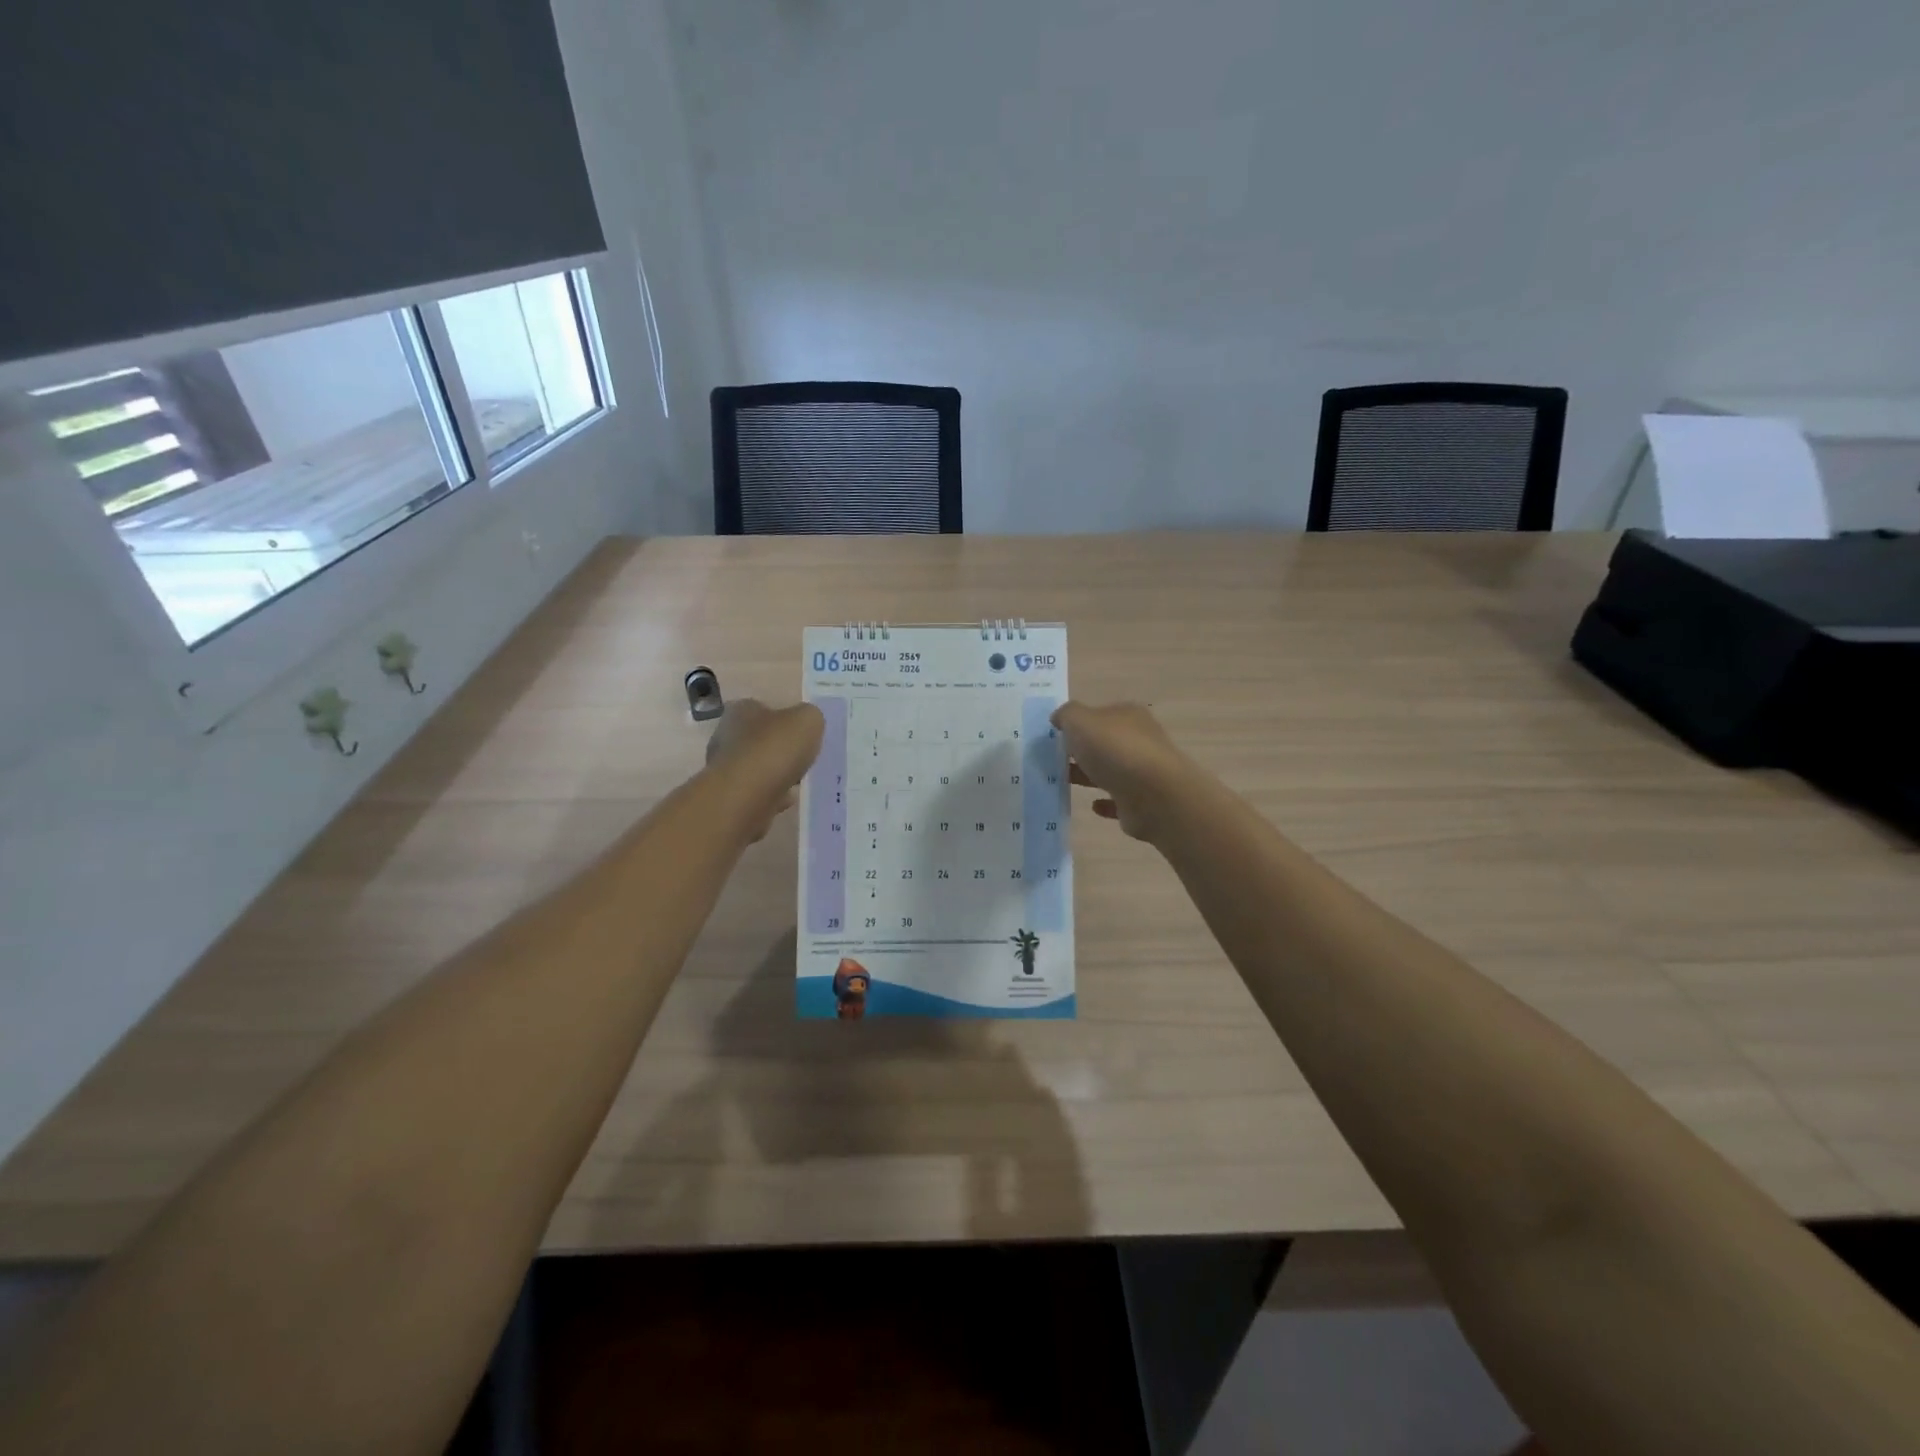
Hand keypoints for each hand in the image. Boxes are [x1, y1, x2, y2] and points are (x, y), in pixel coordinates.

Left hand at [704, 699, 823, 840]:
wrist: (745, 797)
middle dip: (778, 748)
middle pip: (758, 738)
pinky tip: (788, 799)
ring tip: (799, 780)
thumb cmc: (775, 748)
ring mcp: (724, 768)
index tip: (801, 732)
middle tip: (802, 757)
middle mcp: (726, 735)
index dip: (783, 718)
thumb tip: (806, 723)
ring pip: (756, 767)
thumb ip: (809, 717)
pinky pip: (756, 791)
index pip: (761, 707)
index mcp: (741, 710)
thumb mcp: (808, 720)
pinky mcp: (728, 796)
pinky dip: (771, 794)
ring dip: (775, 772)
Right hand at [1050, 701, 1195, 843]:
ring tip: (1064, 782)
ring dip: (1090, 775)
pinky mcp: (1143, 802)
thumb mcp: (1080, 721)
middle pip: (1106, 742)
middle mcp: (1140, 740)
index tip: (1056, 735)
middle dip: (1083, 750)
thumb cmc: (1115, 750)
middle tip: (1054, 759)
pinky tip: (1092, 805)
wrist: (1154, 795)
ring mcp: (1144, 772)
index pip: (1101, 713)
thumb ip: (1067, 715)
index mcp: (1129, 715)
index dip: (1079, 722)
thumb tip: (1059, 718)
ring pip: (1111, 771)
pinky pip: (1119, 800)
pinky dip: (1106, 802)